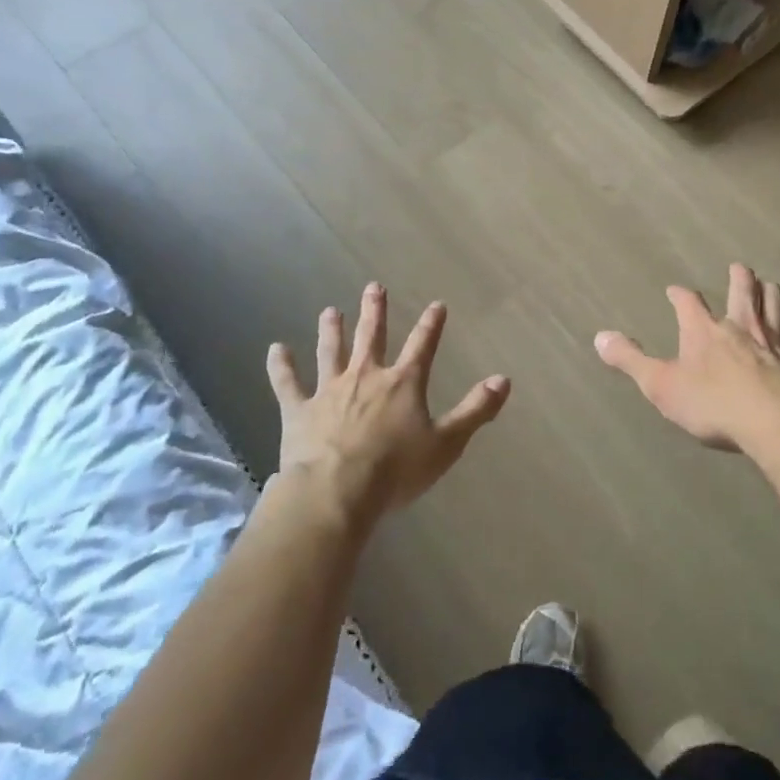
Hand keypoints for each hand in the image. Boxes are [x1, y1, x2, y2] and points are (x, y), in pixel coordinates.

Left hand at [267, 284, 509, 526]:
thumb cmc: (396, 471)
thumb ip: (475, 410)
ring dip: (331, 330)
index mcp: (403, 384)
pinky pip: (288, 383)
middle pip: (371, 337)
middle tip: (374, 287)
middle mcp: (366, 377)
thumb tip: (504, 379)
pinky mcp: (299, 410)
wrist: (336, 492)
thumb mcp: (446, 443)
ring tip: (329, 311)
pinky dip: (281, 366)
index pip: (422, 345)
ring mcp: (329, 391)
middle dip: (374, 312)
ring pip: (331, 352)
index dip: (432, 325)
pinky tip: (275, 349)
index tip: (437, 304)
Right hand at [595, 263, 779, 453]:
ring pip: (774, 306)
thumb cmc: (712, 405)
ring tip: (770, 284)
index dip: (680, 296)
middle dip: (739, 279)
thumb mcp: (660, 386)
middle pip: (741, 293)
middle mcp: (740, 326)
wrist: (774, 421)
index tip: (675, 290)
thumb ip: (630, 360)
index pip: (688, 303)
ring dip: (771, 294)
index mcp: (704, 332)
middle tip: (739, 268)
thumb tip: (600, 336)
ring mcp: (773, 341)